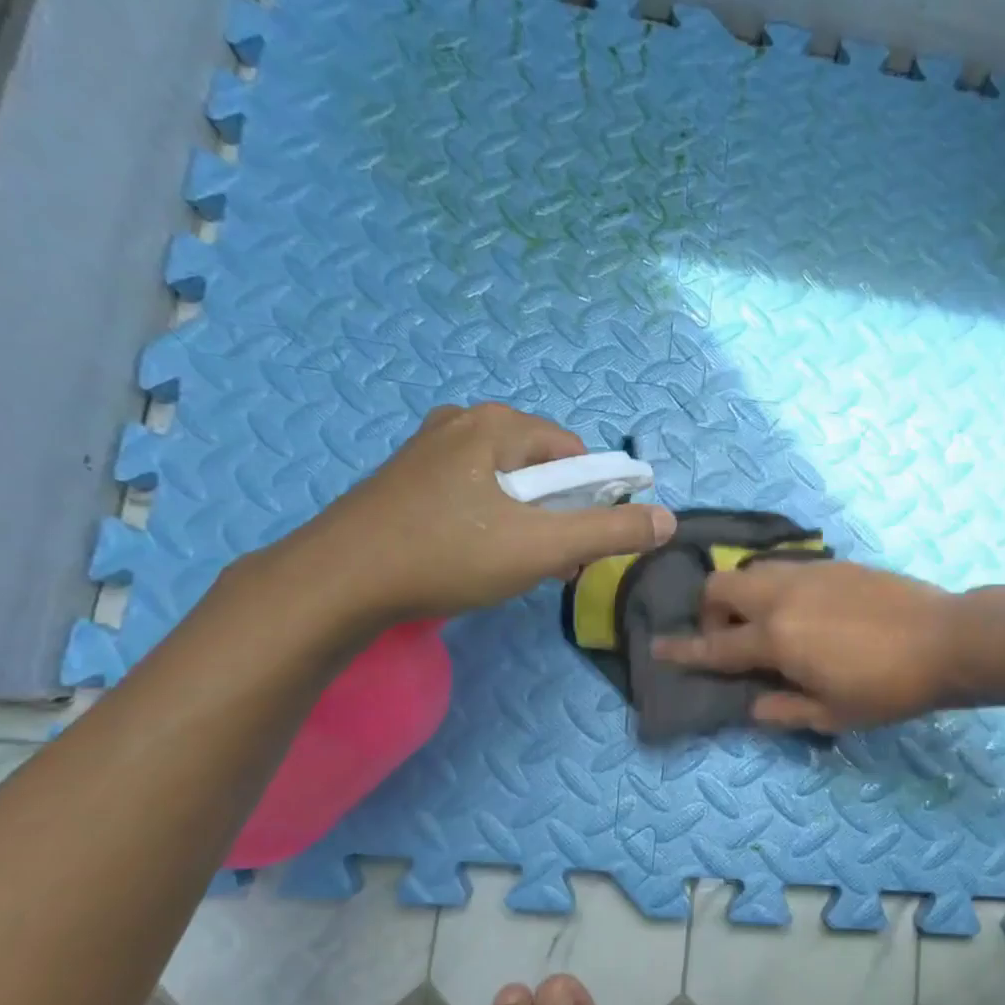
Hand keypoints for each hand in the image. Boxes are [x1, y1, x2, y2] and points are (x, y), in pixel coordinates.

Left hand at [282, 404, 675, 627]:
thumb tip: (667, 520)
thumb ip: (610, 532)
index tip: (580, 547)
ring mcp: (430, 448)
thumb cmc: (447, 555)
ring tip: (515, 567)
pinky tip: (477, 557)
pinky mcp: (408, 477)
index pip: (575, 454)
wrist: (337, 582)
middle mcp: (464, 422)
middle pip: (542, 467)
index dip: (591, 501)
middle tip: (549, 564)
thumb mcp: (541, 547)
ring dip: (526, 524)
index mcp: (497, 425)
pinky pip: (473, 491)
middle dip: (557, 517)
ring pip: (507, 483)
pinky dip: (490, 521)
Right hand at [654, 560, 957, 731]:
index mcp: (775, 638)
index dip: (681, 650)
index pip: (714, 645)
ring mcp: (808, 572)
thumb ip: (782, 709)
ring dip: (743, 595)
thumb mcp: (832, 714)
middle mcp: (781, 596)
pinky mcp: (833, 563)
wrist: (945, 639)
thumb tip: (752, 705)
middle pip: (719, 586)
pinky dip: (775, 587)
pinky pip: (785, 567)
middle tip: (732, 639)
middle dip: (709, 611)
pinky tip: (804, 610)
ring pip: (752, 571)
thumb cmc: (887, 688)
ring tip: (768, 624)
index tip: (656, 646)